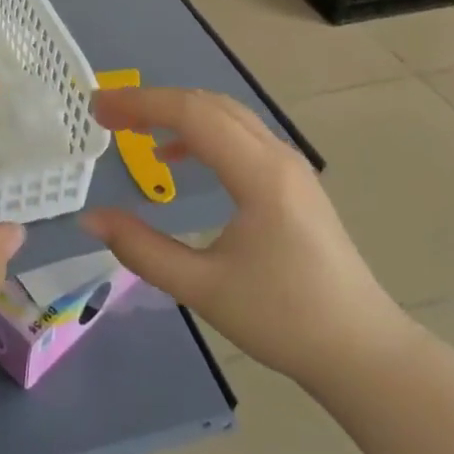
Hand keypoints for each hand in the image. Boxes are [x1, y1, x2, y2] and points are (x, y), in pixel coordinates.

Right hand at [80, 86, 409, 389]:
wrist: (363, 351)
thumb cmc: (285, 319)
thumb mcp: (204, 289)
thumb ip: (143, 249)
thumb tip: (90, 219)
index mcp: (259, 174)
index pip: (192, 114)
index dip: (140, 104)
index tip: (98, 109)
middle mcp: (277, 155)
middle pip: (207, 104)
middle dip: (153, 102)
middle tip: (106, 116)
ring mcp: (290, 166)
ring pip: (225, 115)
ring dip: (176, 113)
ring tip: (133, 129)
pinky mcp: (292, 181)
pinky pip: (239, 135)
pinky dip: (200, 132)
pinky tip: (176, 158)